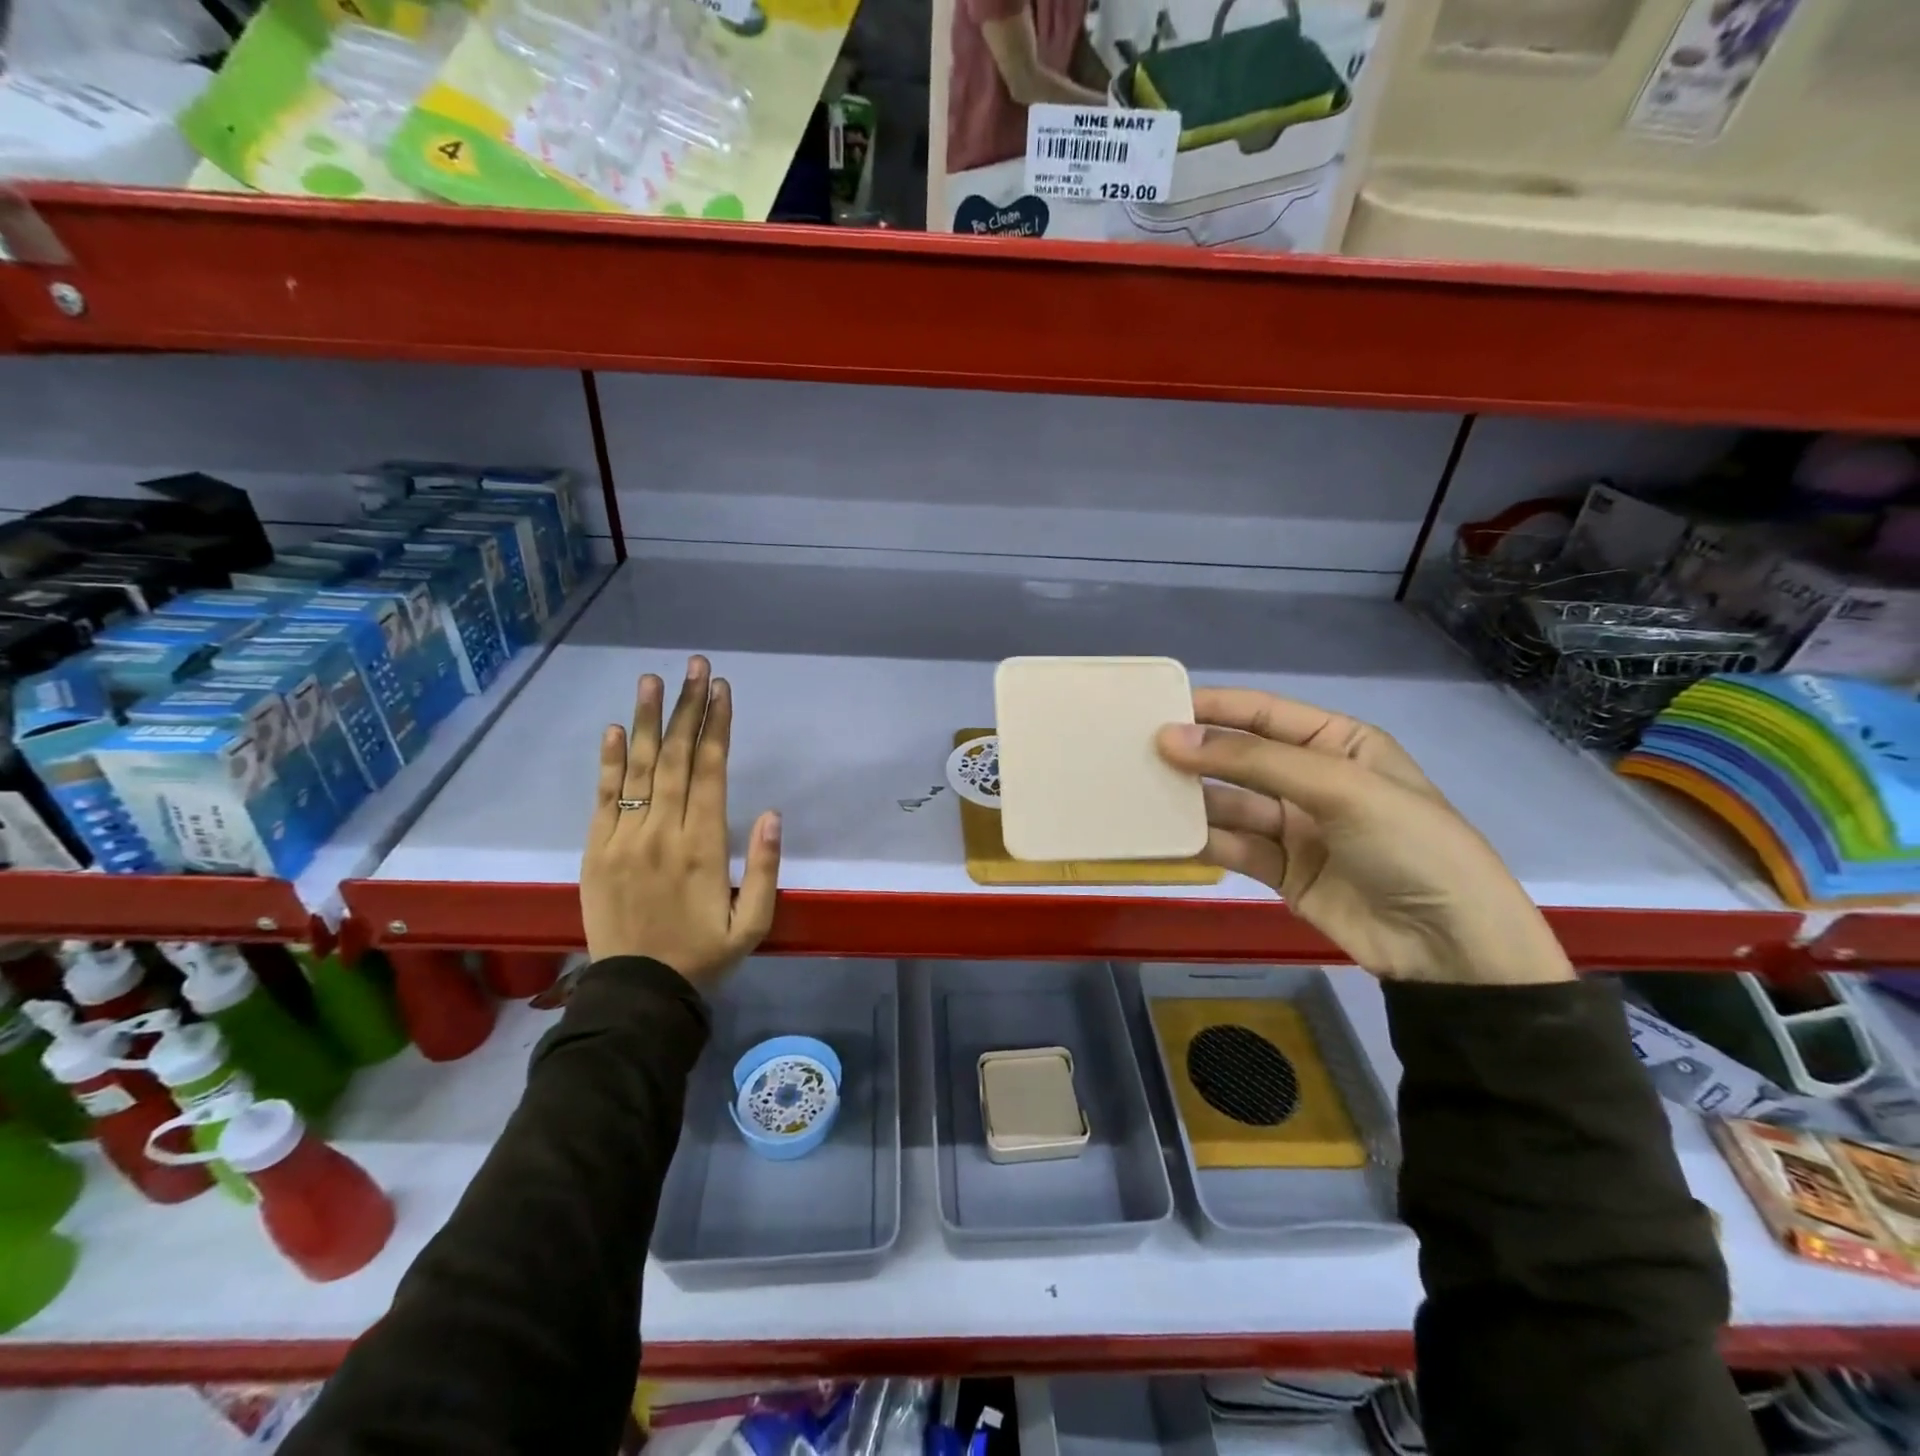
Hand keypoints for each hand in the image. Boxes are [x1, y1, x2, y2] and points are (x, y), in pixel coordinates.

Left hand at [580, 657, 781, 989]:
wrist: (637, 992)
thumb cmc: (704, 956)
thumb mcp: (754, 924)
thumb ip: (764, 869)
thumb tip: (771, 814)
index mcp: (703, 847)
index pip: (711, 772)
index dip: (716, 727)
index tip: (722, 690)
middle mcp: (662, 833)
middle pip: (675, 758)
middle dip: (687, 708)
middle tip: (694, 666)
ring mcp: (623, 840)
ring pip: (638, 769)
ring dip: (646, 721)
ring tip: (652, 679)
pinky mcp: (595, 851)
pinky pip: (602, 798)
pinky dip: (607, 762)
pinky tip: (614, 729)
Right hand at [1156, 689, 1571, 986]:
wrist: (1451, 948)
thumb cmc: (1409, 845)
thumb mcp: (1339, 788)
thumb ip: (1254, 760)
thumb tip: (1172, 738)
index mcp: (1337, 743)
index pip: (1263, 714)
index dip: (1213, 709)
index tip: (1158, 708)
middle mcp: (1312, 779)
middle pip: (1240, 758)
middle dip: (1195, 755)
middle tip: (1136, 753)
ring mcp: (1296, 827)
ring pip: (1230, 804)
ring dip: (1191, 800)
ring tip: (1141, 794)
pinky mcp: (1282, 871)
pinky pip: (1233, 846)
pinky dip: (1202, 841)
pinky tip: (1165, 836)